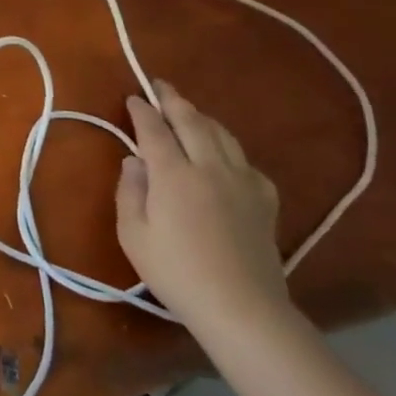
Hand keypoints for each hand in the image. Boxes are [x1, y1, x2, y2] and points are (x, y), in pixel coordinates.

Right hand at [116, 80, 292, 343]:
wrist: (242, 308)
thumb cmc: (176, 272)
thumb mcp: (133, 234)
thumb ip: (129, 192)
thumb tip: (134, 161)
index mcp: (174, 174)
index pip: (154, 130)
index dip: (141, 111)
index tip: (132, 98)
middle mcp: (210, 168)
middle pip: (192, 122)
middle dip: (173, 100)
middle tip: (160, 86)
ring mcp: (242, 182)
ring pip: (222, 135)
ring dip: (202, 118)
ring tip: (188, 112)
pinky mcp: (265, 200)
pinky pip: (245, 160)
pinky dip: (228, 147)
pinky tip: (223, 155)